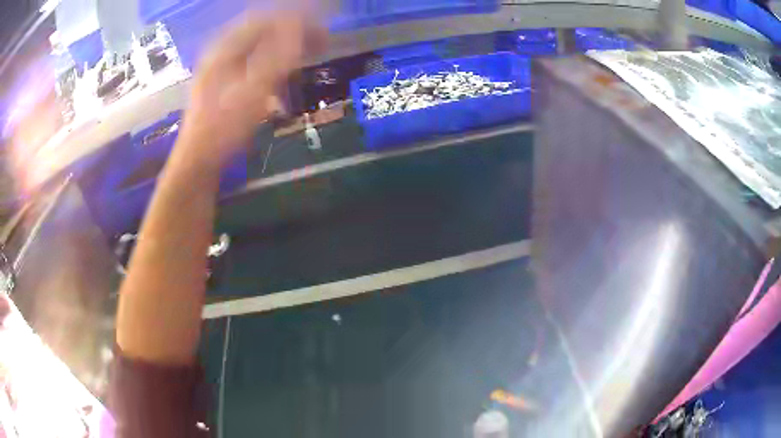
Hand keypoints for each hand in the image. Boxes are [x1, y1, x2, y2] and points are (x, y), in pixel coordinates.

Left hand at [179, 13, 324, 163]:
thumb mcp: (254, 91)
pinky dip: (274, 65)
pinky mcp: (224, 84)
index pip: (265, 20)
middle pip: (262, 31)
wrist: (198, 162)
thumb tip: (301, 24)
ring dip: (285, 49)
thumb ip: (279, 56)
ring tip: (308, 57)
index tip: (321, 29)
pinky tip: (284, 78)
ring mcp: (221, 69)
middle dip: (293, 33)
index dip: (295, 20)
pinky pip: (254, 63)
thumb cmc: (223, 128)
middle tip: (321, 42)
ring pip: (259, 47)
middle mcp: (222, 53)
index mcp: (225, 49)